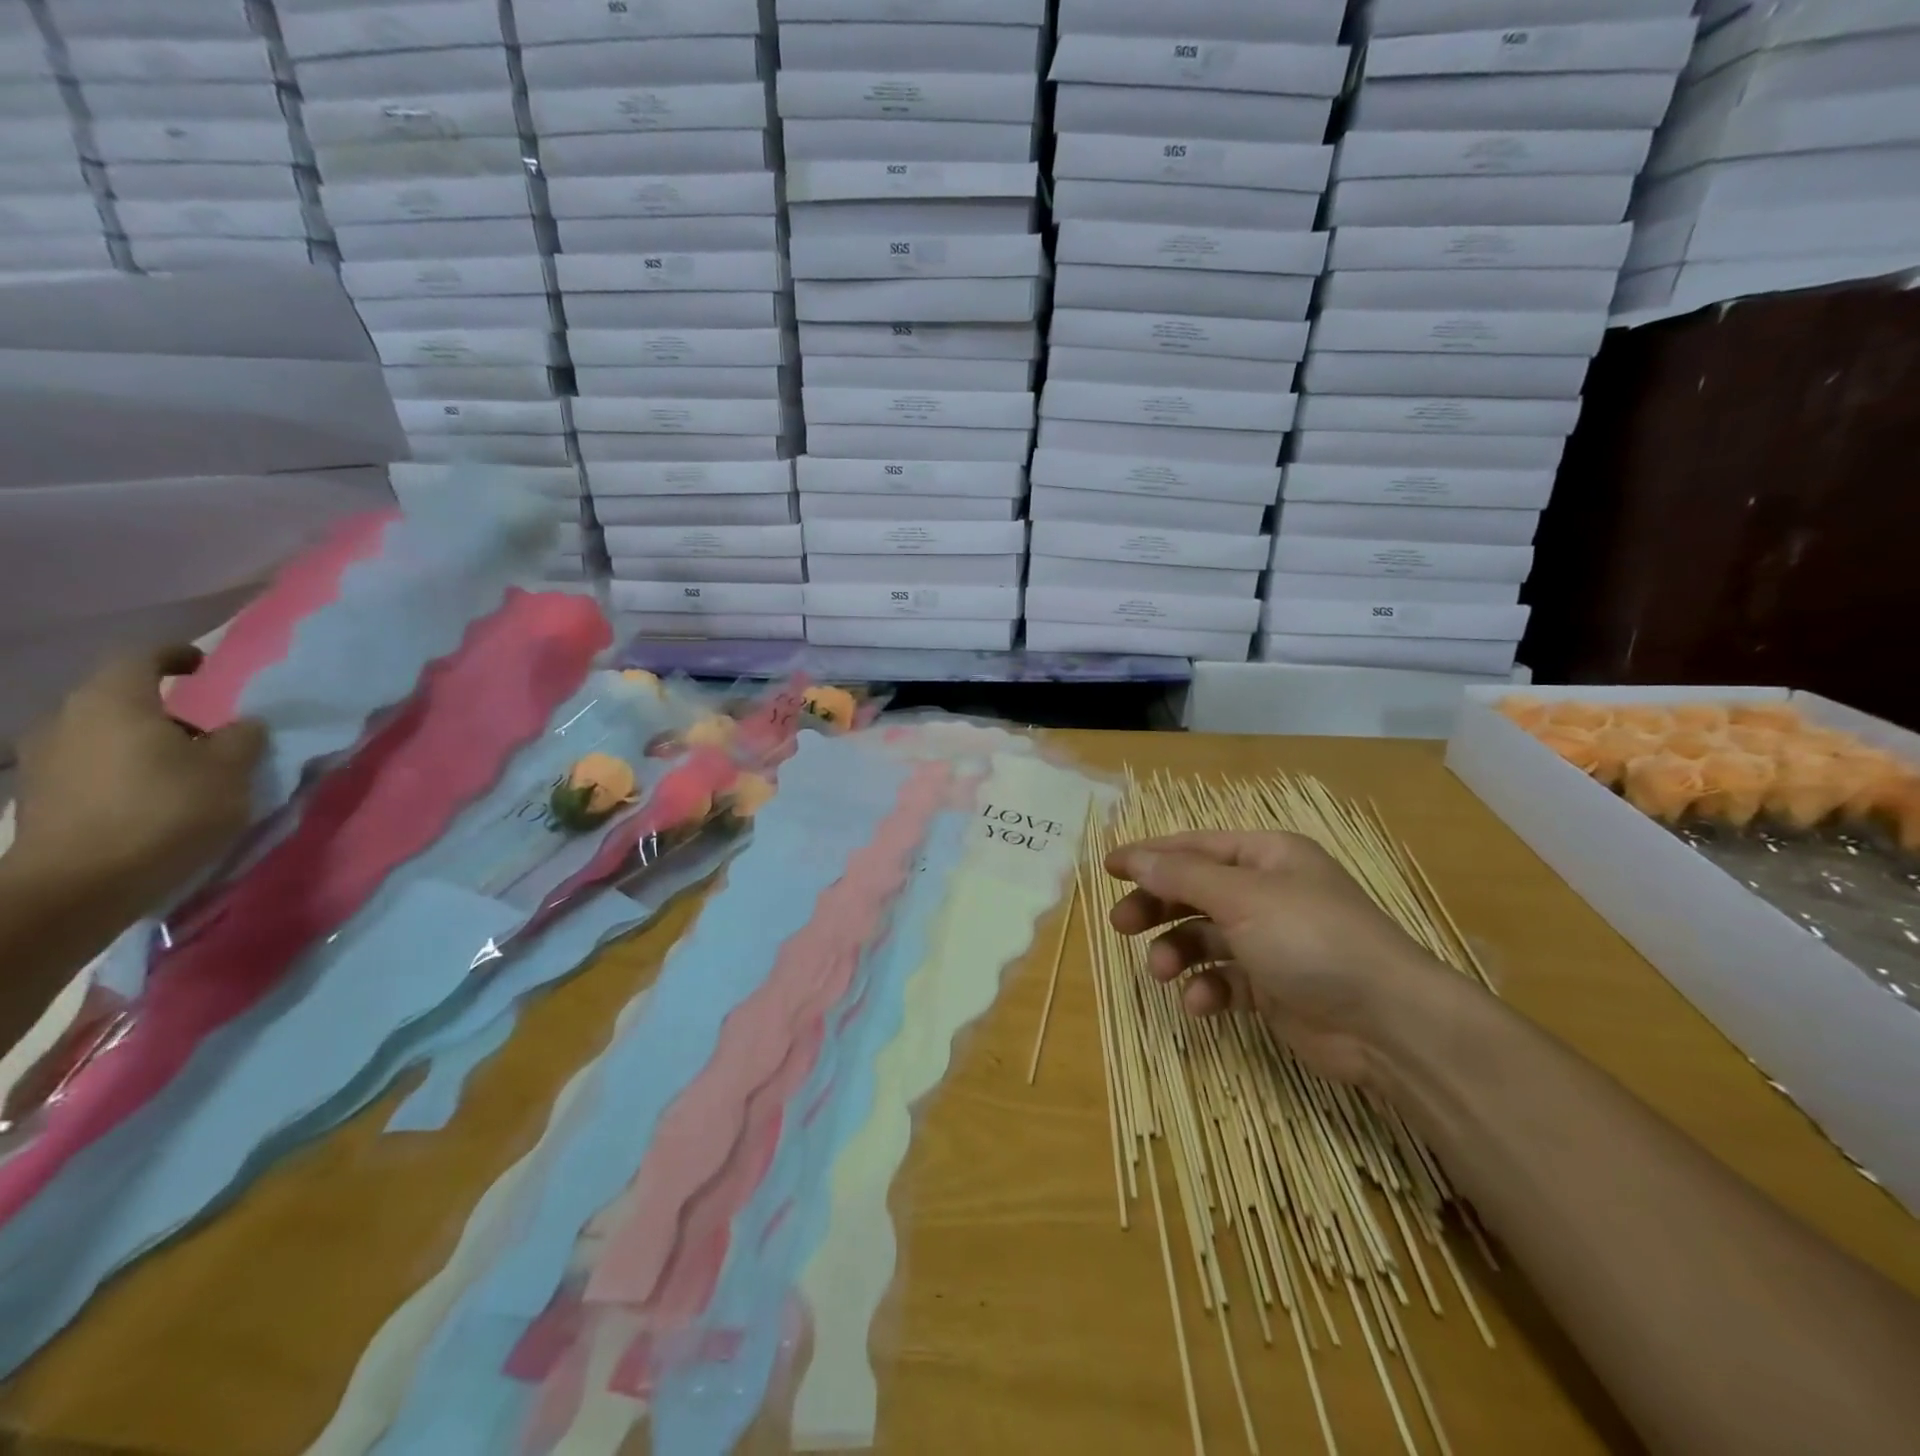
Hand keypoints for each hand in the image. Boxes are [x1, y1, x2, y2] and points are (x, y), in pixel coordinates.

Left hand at [11, 646, 265, 923]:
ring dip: (140, 741)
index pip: (141, 657)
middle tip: (204, 729)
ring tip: (181, 768)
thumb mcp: (230, 772)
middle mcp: (68, 718)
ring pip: (101, 732)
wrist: (79, 884)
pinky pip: (88, 764)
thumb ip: (242, 739)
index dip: (175, 655)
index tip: (203, 666)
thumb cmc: (165, 812)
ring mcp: (45, 758)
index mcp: (114, 702)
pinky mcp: (41, 794)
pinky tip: (149, 795)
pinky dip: (121, 768)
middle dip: (162, 708)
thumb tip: (242, 724)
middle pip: (117, 697)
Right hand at [1105, 830, 1472, 1088]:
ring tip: (1160, 971)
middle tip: (1121, 925)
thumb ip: (1182, 877)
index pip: (1195, 847)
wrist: (1388, 1024)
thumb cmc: (1312, 939)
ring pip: (1204, 937)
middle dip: (1157, 907)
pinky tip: (1200, 1003)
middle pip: (1194, 891)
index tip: (1108, 868)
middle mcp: (1268, 893)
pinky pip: (1225, 978)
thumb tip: (1134, 858)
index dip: (1150, 855)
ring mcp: (1271, 941)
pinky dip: (1207, 987)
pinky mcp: (1273, 986)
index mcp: (1267, 857)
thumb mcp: (1241, 898)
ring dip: (1177, 952)